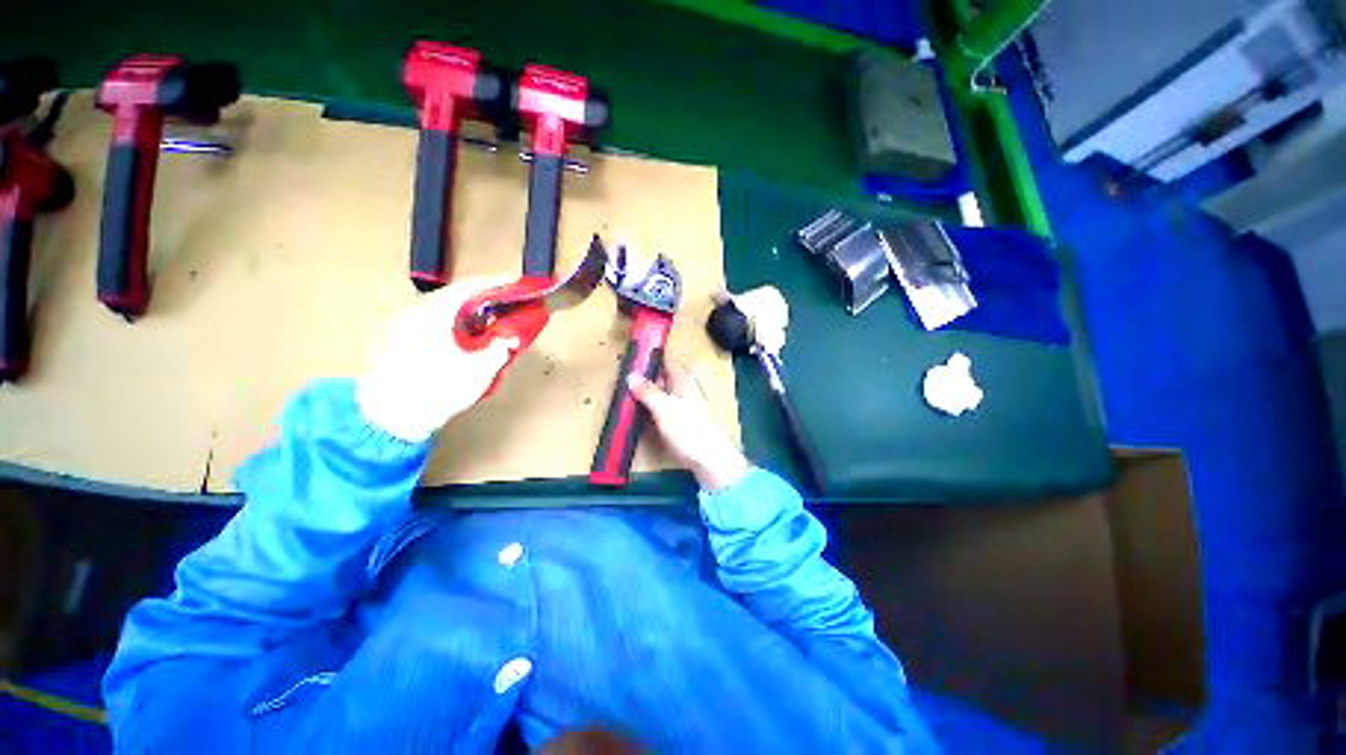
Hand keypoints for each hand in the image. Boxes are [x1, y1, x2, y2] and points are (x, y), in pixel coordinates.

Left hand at [358, 279, 518, 441]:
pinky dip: (451, 321)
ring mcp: (400, 322)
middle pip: (455, 295)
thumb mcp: (478, 373)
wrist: (388, 418)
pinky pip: (429, 318)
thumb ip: (499, 350)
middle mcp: (414, 309)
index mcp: (434, 313)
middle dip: (485, 298)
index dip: (498, 283)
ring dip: (468, 311)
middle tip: (507, 306)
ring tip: (489, 322)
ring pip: (442, 307)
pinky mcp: (394, 335)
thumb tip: (511, 338)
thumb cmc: (436, 392)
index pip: (471, 286)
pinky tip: (462, 337)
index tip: (518, 284)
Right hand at [628, 363, 749, 491]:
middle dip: (646, 374)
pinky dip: (652, 408)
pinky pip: (664, 409)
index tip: (634, 350)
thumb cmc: (689, 429)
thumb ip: (648, 391)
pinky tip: (640, 413)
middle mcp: (685, 389)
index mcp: (684, 380)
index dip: (652, 353)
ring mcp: (685, 407)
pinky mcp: (684, 423)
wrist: (712, 460)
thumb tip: (631, 375)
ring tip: (626, 392)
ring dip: (647, 392)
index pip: (667, 359)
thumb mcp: (664, 408)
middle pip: (664, 376)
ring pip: (663, 393)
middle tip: (623, 374)